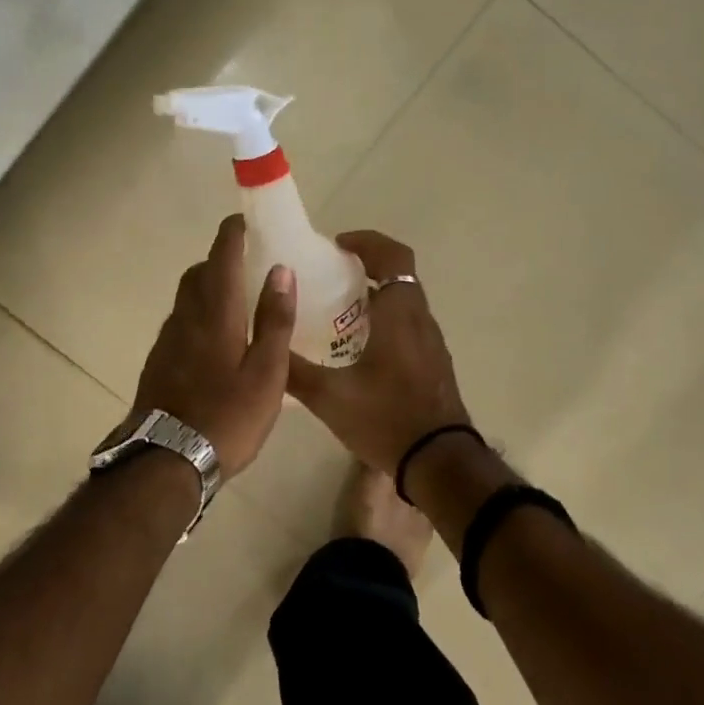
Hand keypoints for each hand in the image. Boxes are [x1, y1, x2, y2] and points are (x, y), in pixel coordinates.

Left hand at [131, 215, 295, 480]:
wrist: (166, 461)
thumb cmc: (228, 416)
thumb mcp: (267, 371)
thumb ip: (274, 320)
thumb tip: (280, 270)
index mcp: (217, 312)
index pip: (222, 256)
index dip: (233, 233)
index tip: (247, 220)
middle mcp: (187, 317)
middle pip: (199, 272)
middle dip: (220, 258)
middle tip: (248, 263)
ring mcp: (167, 340)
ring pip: (187, 298)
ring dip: (209, 286)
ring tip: (237, 301)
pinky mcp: (158, 362)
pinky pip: (181, 322)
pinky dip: (199, 314)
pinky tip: (216, 340)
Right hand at [286, 230, 471, 475]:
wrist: (440, 462)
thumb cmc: (387, 419)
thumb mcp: (330, 397)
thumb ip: (294, 371)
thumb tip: (264, 348)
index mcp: (399, 314)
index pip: (393, 256)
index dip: (367, 242)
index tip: (338, 246)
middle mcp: (420, 320)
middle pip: (398, 276)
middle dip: (365, 269)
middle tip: (329, 279)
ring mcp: (432, 343)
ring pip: (405, 303)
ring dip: (375, 297)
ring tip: (338, 314)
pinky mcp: (434, 364)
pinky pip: (409, 326)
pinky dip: (386, 322)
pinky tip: (359, 351)